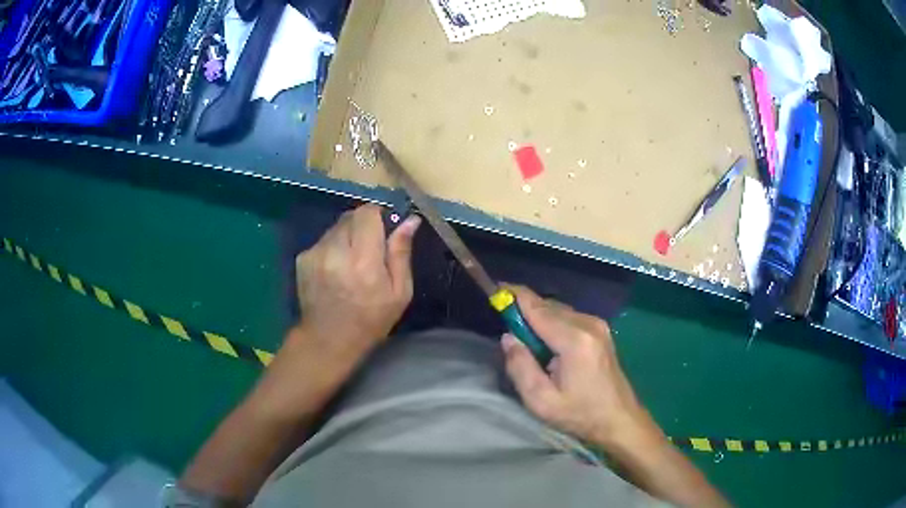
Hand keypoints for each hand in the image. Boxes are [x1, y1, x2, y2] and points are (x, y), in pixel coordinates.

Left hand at [295, 204, 420, 358]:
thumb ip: (401, 253)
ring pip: (337, 226)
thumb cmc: (371, 320)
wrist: (328, 340)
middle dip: (364, 225)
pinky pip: (324, 239)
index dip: (379, 216)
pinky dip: (333, 246)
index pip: (368, 213)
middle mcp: (336, 250)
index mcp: (364, 261)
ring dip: (348, 235)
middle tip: (371, 248)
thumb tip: (410, 220)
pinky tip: (336, 269)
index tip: (385, 229)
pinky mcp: (303, 258)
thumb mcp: (399, 293)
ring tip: (352, 262)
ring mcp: (315, 253)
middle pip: (351, 216)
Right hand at [501, 286, 658, 449]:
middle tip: (506, 327)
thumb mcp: (541, 401)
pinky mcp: (601, 331)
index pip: (537, 308)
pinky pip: (569, 317)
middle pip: (548, 306)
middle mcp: (588, 324)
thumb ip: (520, 367)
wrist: (619, 419)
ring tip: (525, 340)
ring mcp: (598, 325)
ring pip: (559, 310)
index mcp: (574, 340)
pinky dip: (552, 323)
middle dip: (524, 309)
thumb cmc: (579, 414)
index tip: (495, 289)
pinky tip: (546, 344)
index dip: (514, 296)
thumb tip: (508, 337)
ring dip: (539, 318)